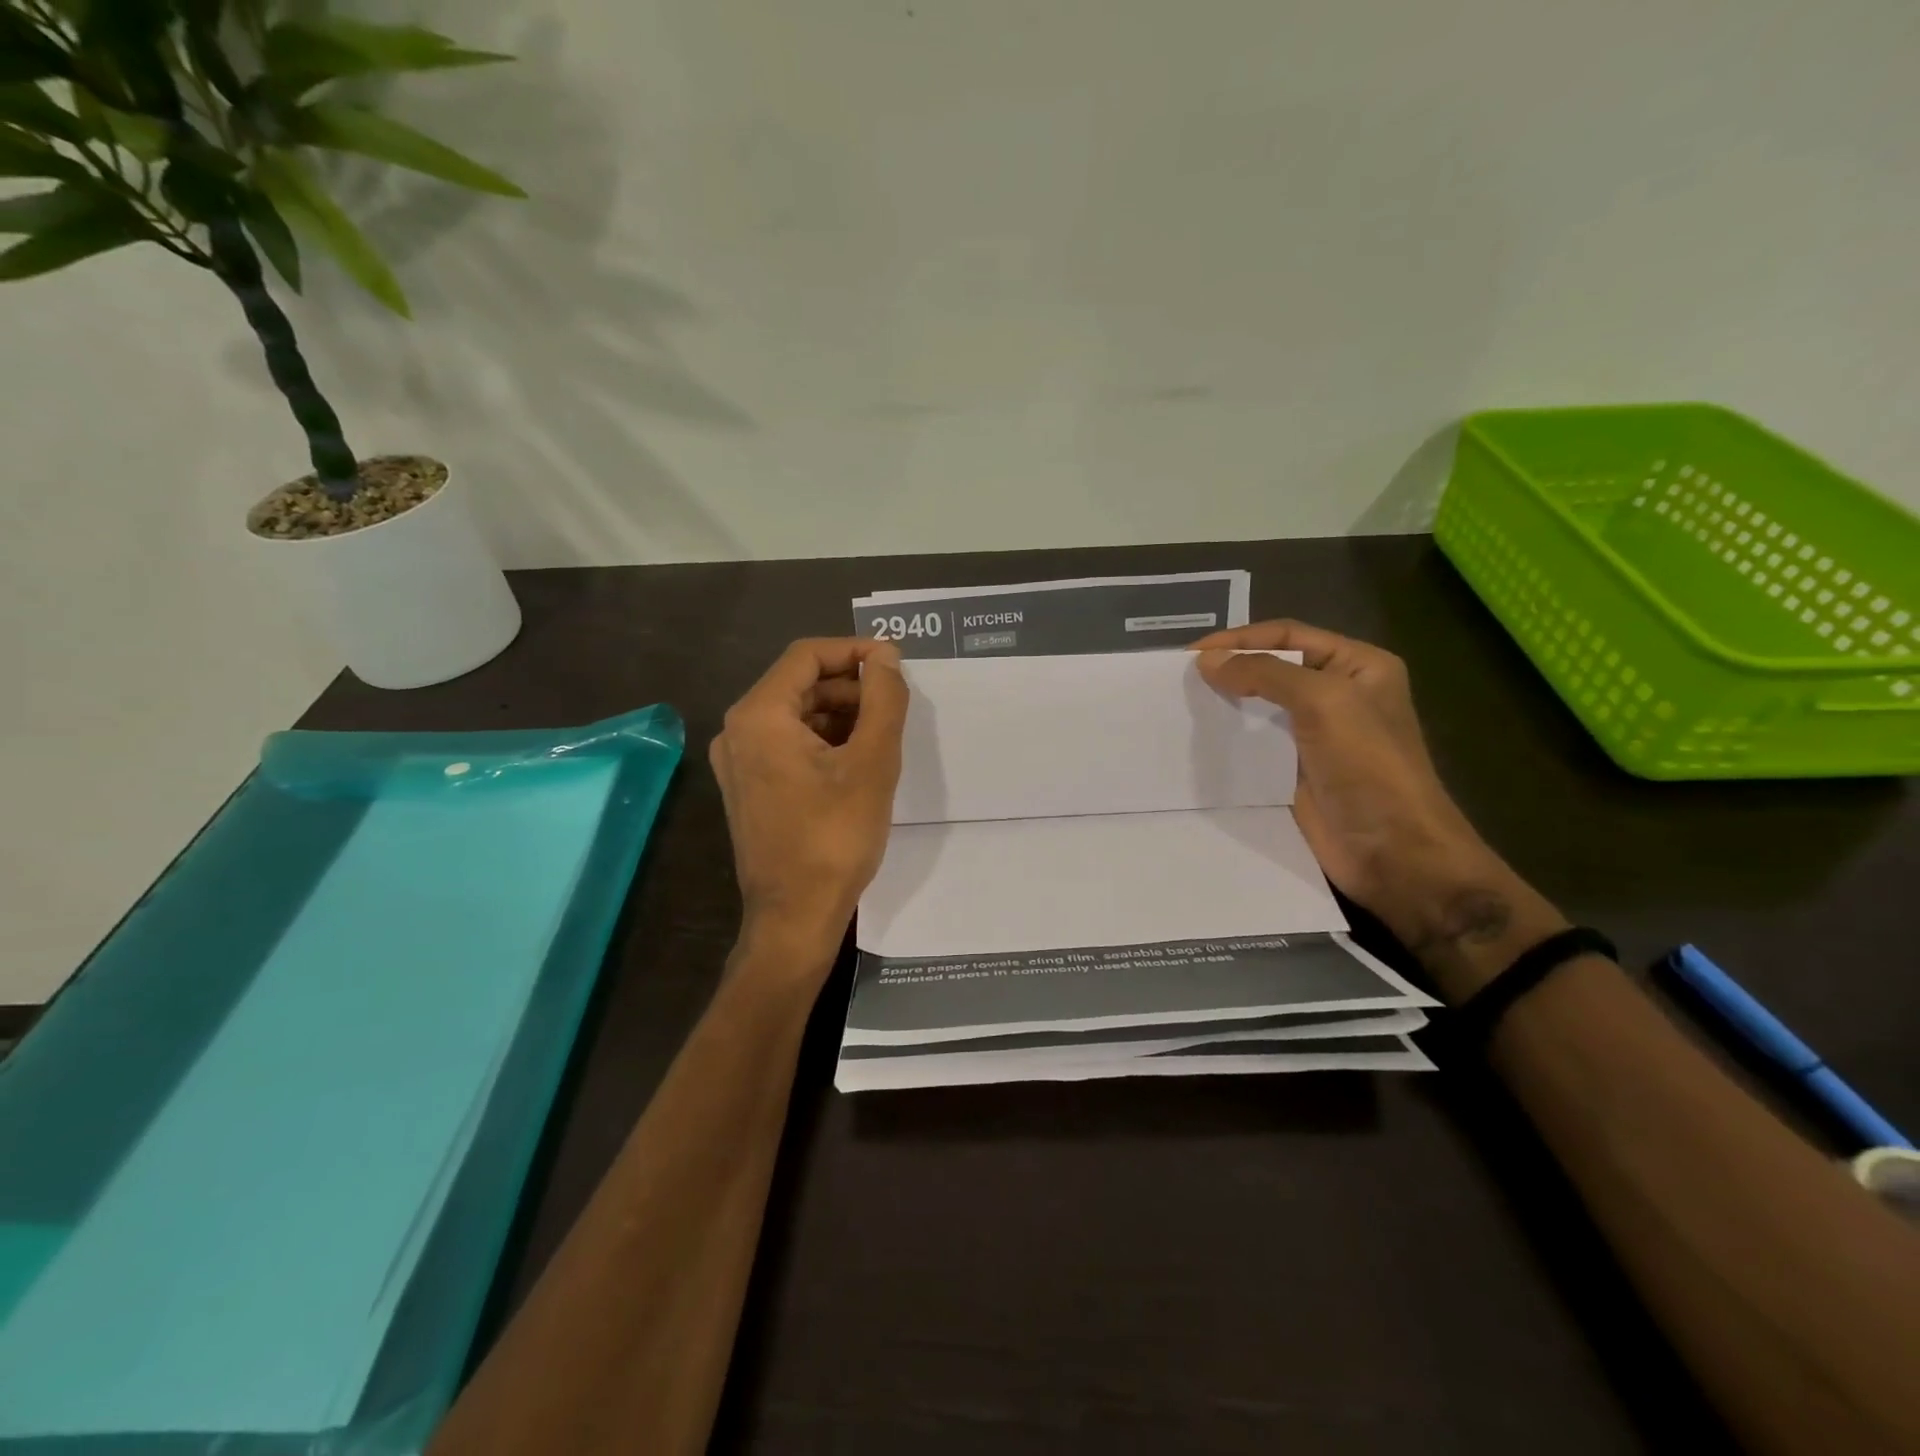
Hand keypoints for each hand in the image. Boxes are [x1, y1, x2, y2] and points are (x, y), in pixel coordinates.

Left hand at [710, 638, 909, 966]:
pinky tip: (857, 759)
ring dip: (839, 713)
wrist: (795, 916)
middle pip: (799, 684)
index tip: (895, 662)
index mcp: (758, 716)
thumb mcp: (872, 761)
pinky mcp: (748, 788)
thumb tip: (884, 655)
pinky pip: (787, 744)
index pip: (807, 656)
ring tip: (882, 732)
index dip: (854, 650)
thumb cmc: (835, 837)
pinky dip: (823, 740)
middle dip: (849, 685)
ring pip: (795, 715)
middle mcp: (737, 731)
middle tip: (894, 702)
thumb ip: (883, 698)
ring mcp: (738, 762)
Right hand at [1193, 621, 1564, 986]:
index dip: (1240, 639)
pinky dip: (1227, 739)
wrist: (1392, 852)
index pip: (1289, 635)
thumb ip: (1264, 673)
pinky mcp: (1294, 771)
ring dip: (1224, 704)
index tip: (1193, 654)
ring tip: (1181, 704)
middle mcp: (1337, 695)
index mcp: (1357, 666)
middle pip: (1272, 668)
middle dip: (1229, 668)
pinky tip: (1198, 738)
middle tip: (1180, 678)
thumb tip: (1207, 661)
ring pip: (1259, 707)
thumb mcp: (1323, 702)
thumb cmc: (1368, 766)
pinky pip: (1254, 745)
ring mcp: (1315, 736)